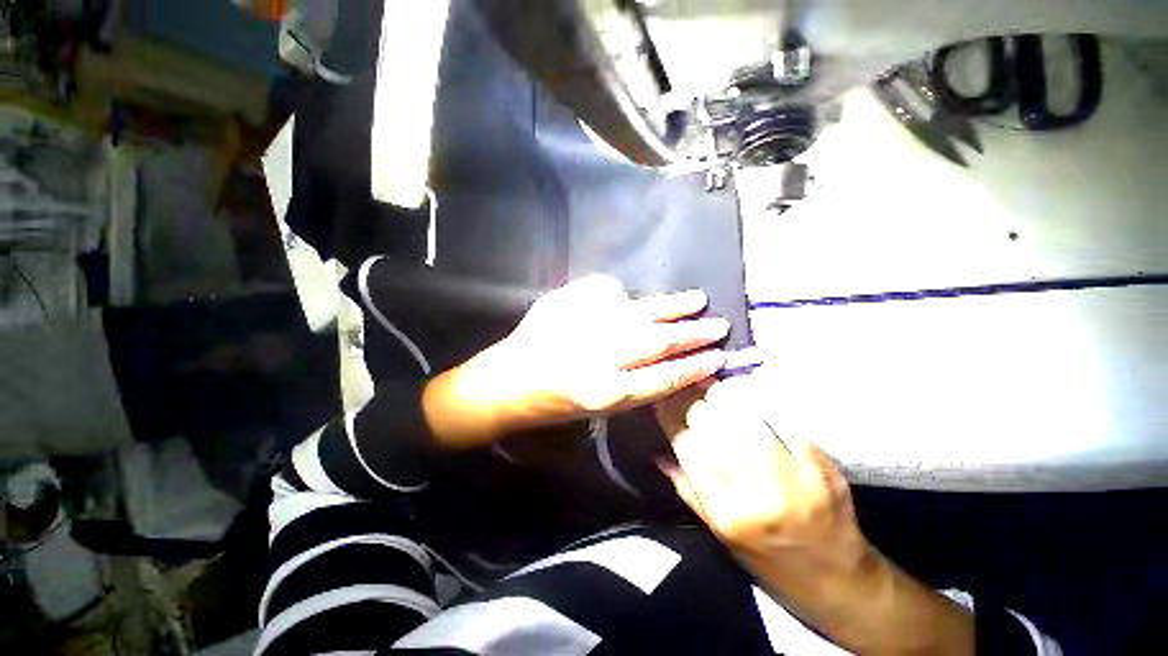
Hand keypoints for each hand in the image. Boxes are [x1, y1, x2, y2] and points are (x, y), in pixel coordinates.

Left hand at [423, 276, 728, 447]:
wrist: (505, 381)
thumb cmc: (552, 404)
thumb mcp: (598, 408)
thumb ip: (635, 386)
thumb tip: (669, 359)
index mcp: (605, 394)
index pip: (664, 377)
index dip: (695, 367)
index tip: (719, 357)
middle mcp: (597, 359)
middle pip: (657, 342)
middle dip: (692, 334)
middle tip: (717, 325)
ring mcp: (581, 326)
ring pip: (639, 313)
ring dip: (671, 307)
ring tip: (695, 300)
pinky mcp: (565, 303)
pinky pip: (606, 291)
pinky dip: (624, 294)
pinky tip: (632, 298)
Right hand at [655, 378, 871, 586]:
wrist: (839, 581)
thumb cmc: (769, 561)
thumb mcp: (719, 534)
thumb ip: (687, 489)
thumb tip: (659, 453)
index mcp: (727, 513)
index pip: (687, 445)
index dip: (670, 414)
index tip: (663, 398)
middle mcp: (757, 493)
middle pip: (712, 424)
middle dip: (691, 399)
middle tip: (684, 387)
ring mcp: (794, 475)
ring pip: (743, 414)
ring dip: (720, 393)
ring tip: (708, 384)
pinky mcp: (821, 463)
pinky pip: (780, 417)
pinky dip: (757, 399)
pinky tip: (744, 391)